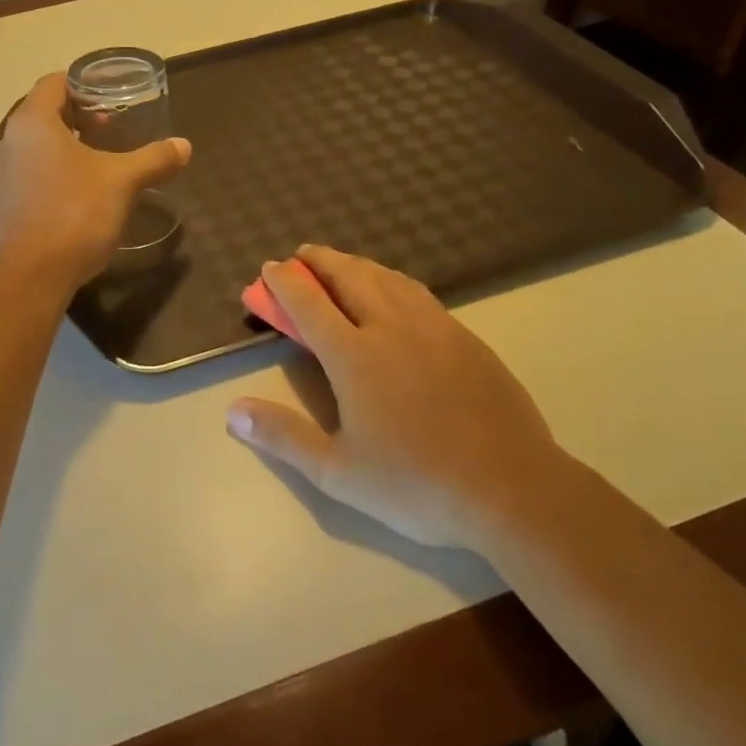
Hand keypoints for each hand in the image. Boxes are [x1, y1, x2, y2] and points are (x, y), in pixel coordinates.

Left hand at [0, 73, 191, 289]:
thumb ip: (154, 158)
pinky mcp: (4, 202)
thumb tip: (184, 146)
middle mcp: (9, 140)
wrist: (36, 272)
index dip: (83, 85)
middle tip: (110, 129)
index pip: (54, 83)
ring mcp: (2, 173)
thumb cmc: (76, 212)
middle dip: (78, 117)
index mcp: (32, 122)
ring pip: (36, 145)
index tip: (110, 99)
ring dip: (65, 146)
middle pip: (44, 113)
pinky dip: (53, 170)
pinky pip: (30, 171)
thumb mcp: (123, 181)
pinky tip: (80, 192)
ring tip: (99, 160)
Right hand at [227, 245, 568, 550]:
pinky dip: (392, 281)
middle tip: (302, 255)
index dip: (284, 281)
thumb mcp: (338, 472)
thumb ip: (283, 436)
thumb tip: (232, 410)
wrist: (512, 490)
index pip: (308, 302)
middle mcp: (391, 327)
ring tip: (342, 265)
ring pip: (387, 278)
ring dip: (357, 264)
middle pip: (348, 276)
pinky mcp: (465, 338)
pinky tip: (394, 292)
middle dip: (320, 260)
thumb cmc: (416, 484)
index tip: (269, 268)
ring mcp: (433, 328)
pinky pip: (418, 293)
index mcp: (354, 355)